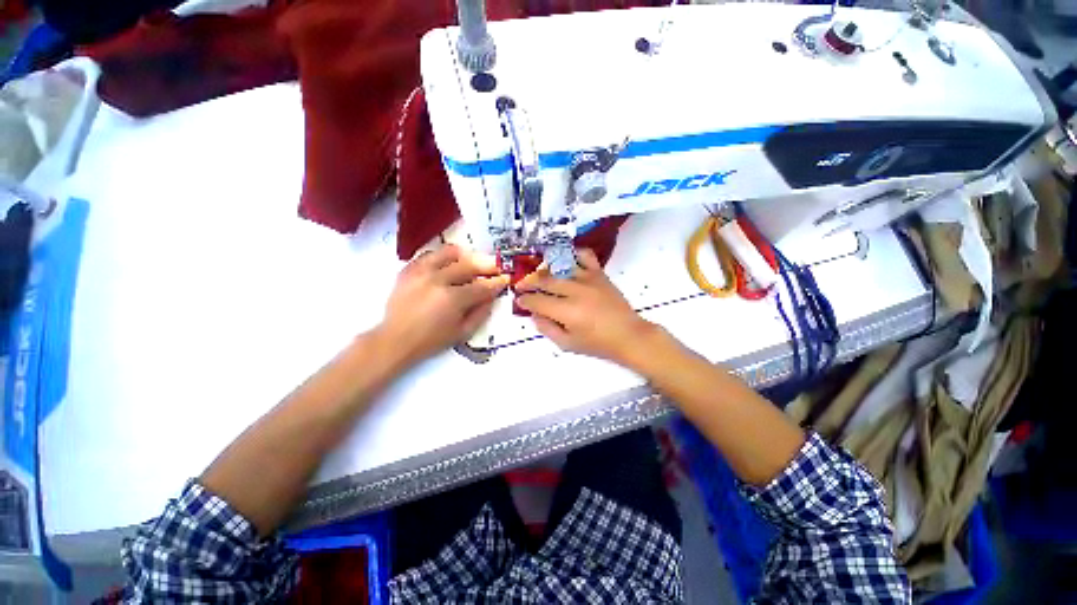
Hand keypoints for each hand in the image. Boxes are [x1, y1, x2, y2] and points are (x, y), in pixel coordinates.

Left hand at [378, 245, 508, 365]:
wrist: (396, 339)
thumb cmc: (431, 340)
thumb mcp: (462, 332)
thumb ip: (481, 313)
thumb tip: (491, 296)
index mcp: (453, 299)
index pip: (481, 286)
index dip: (496, 282)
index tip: (505, 278)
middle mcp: (438, 280)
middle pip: (468, 265)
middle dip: (486, 265)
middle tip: (494, 267)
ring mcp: (421, 272)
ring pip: (448, 253)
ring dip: (464, 255)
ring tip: (471, 260)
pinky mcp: (408, 270)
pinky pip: (428, 255)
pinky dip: (442, 256)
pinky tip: (448, 263)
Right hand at [516, 249, 656, 365]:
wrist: (628, 335)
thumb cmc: (597, 344)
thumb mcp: (567, 344)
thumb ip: (547, 329)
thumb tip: (534, 314)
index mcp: (567, 312)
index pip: (537, 301)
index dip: (524, 300)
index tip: (519, 299)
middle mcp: (575, 291)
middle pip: (544, 280)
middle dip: (529, 283)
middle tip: (522, 286)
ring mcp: (588, 279)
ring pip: (560, 267)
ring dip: (545, 270)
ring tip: (540, 275)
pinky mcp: (599, 274)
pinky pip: (584, 256)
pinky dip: (573, 254)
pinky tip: (566, 261)